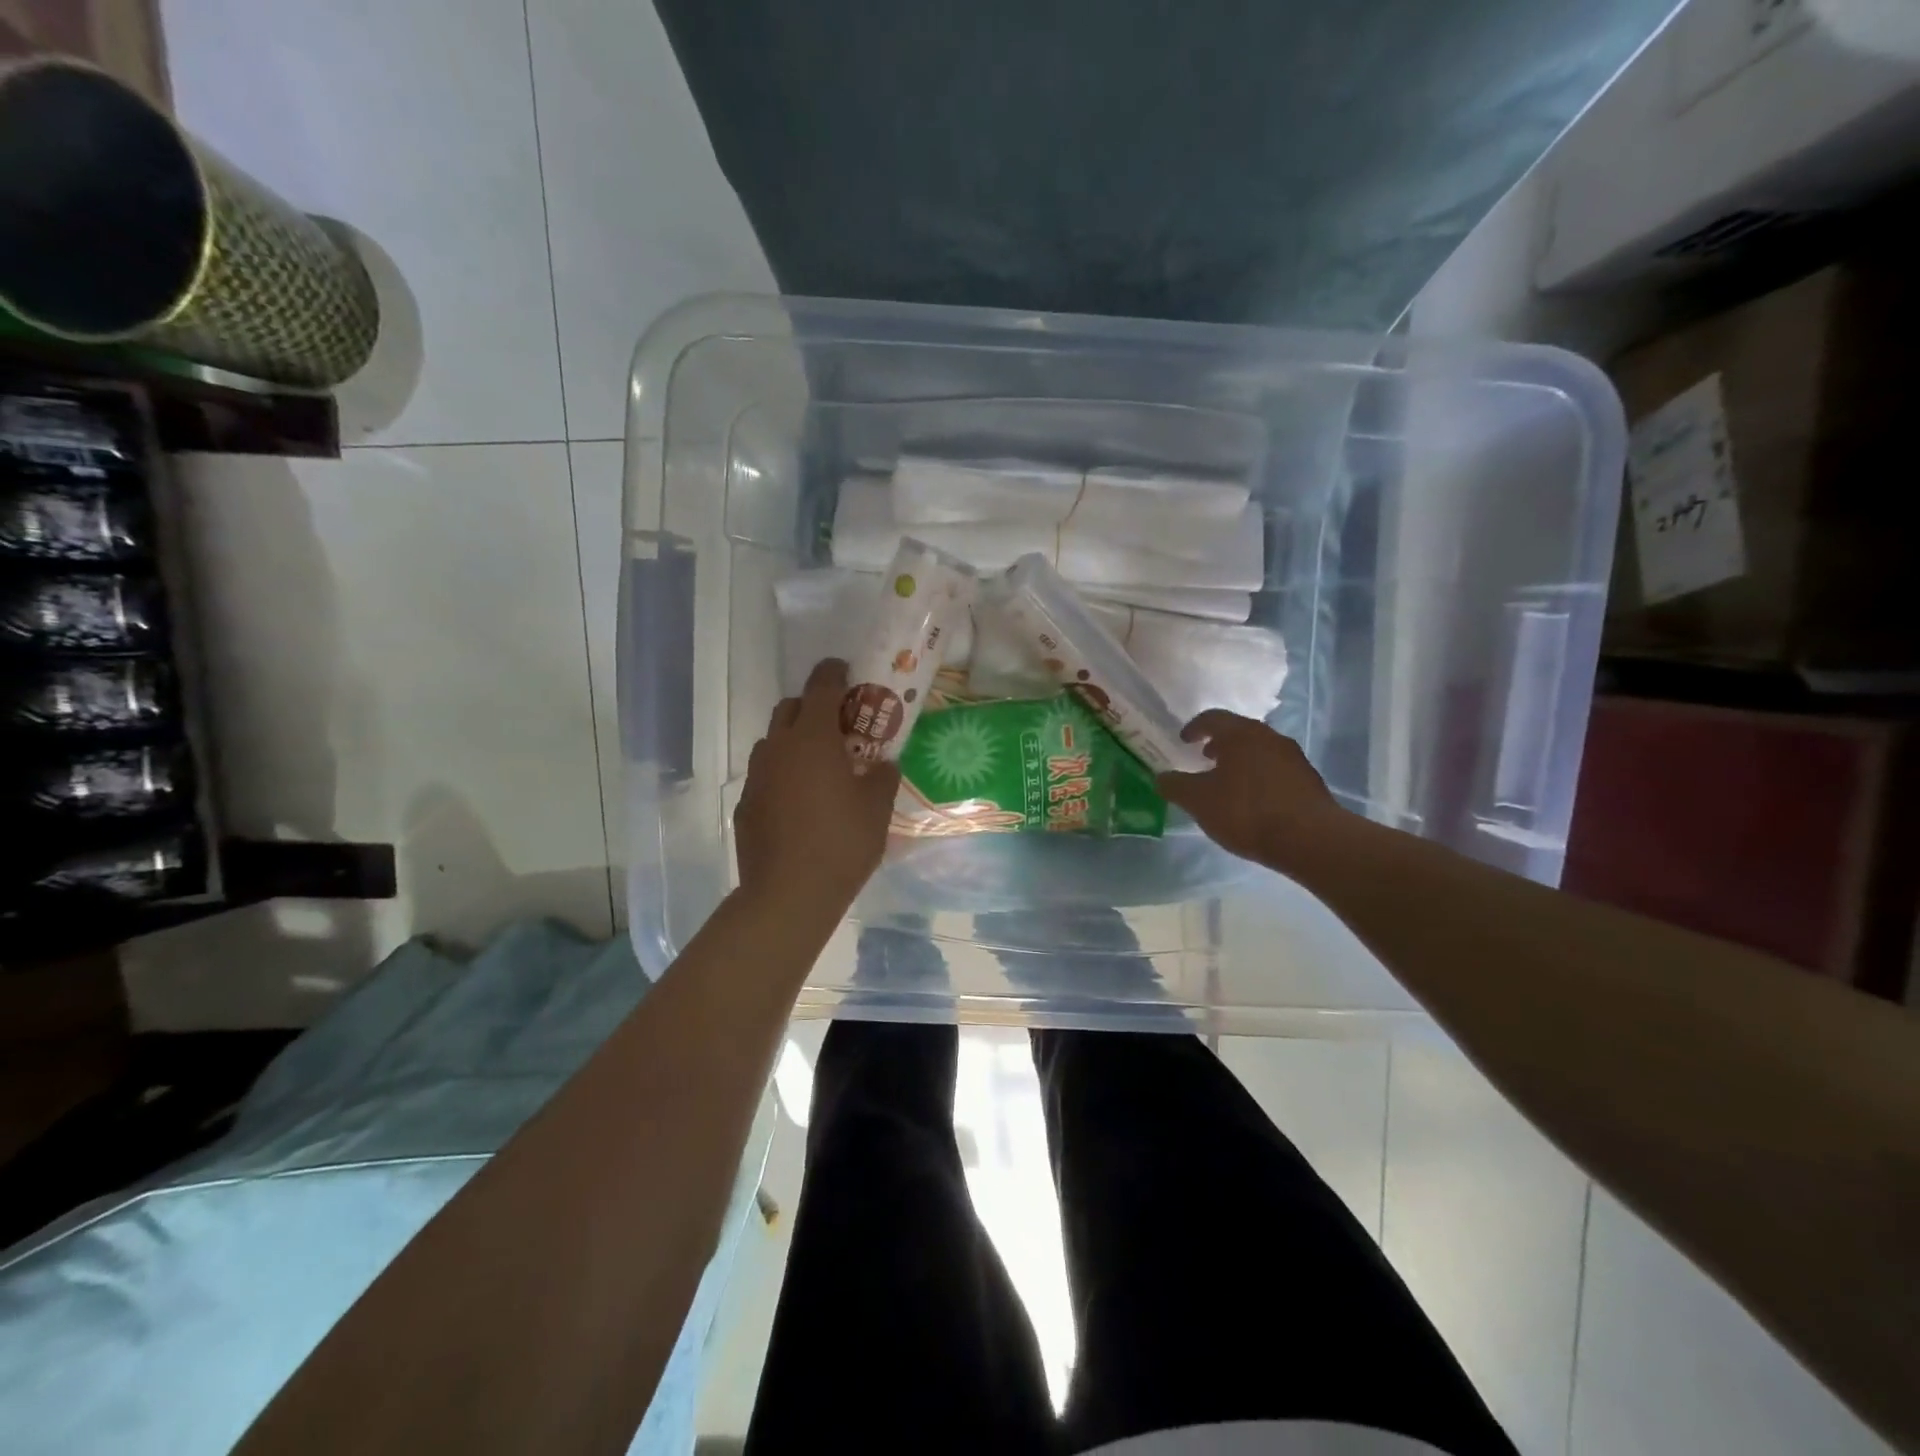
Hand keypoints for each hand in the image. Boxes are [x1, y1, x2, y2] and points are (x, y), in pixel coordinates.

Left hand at [735, 658, 899, 916]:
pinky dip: (782, 776)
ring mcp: (757, 777)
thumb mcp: (877, 808)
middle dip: (811, 707)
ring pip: (773, 742)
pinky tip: (799, 804)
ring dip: (794, 742)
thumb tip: (882, 764)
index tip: (844, 669)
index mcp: (812, 739)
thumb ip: (882, 777)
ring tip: (818, 767)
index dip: (833, 672)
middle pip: (790, 709)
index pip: (821, 687)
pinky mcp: (745, 805)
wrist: (788, 895)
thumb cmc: (842, 843)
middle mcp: (778, 748)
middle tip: (838, 726)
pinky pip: (765, 776)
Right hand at [1156, 710, 1344, 873]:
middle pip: (1239, 732)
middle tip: (1204, 758)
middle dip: (1219, 743)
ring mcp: (1293, 758)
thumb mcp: (1198, 801)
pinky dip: (1258, 776)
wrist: (1310, 839)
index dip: (1194, 727)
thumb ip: (1175, 786)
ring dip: (1240, 760)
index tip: (1183, 740)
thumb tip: (1161, 778)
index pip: (1212, 718)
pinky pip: (1275, 770)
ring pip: (1259, 750)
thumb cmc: (1246, 812)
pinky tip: (1252, 801)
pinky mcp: (1308, 780)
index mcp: (1241, 734)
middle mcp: (1269, 737)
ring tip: (1227, 782)